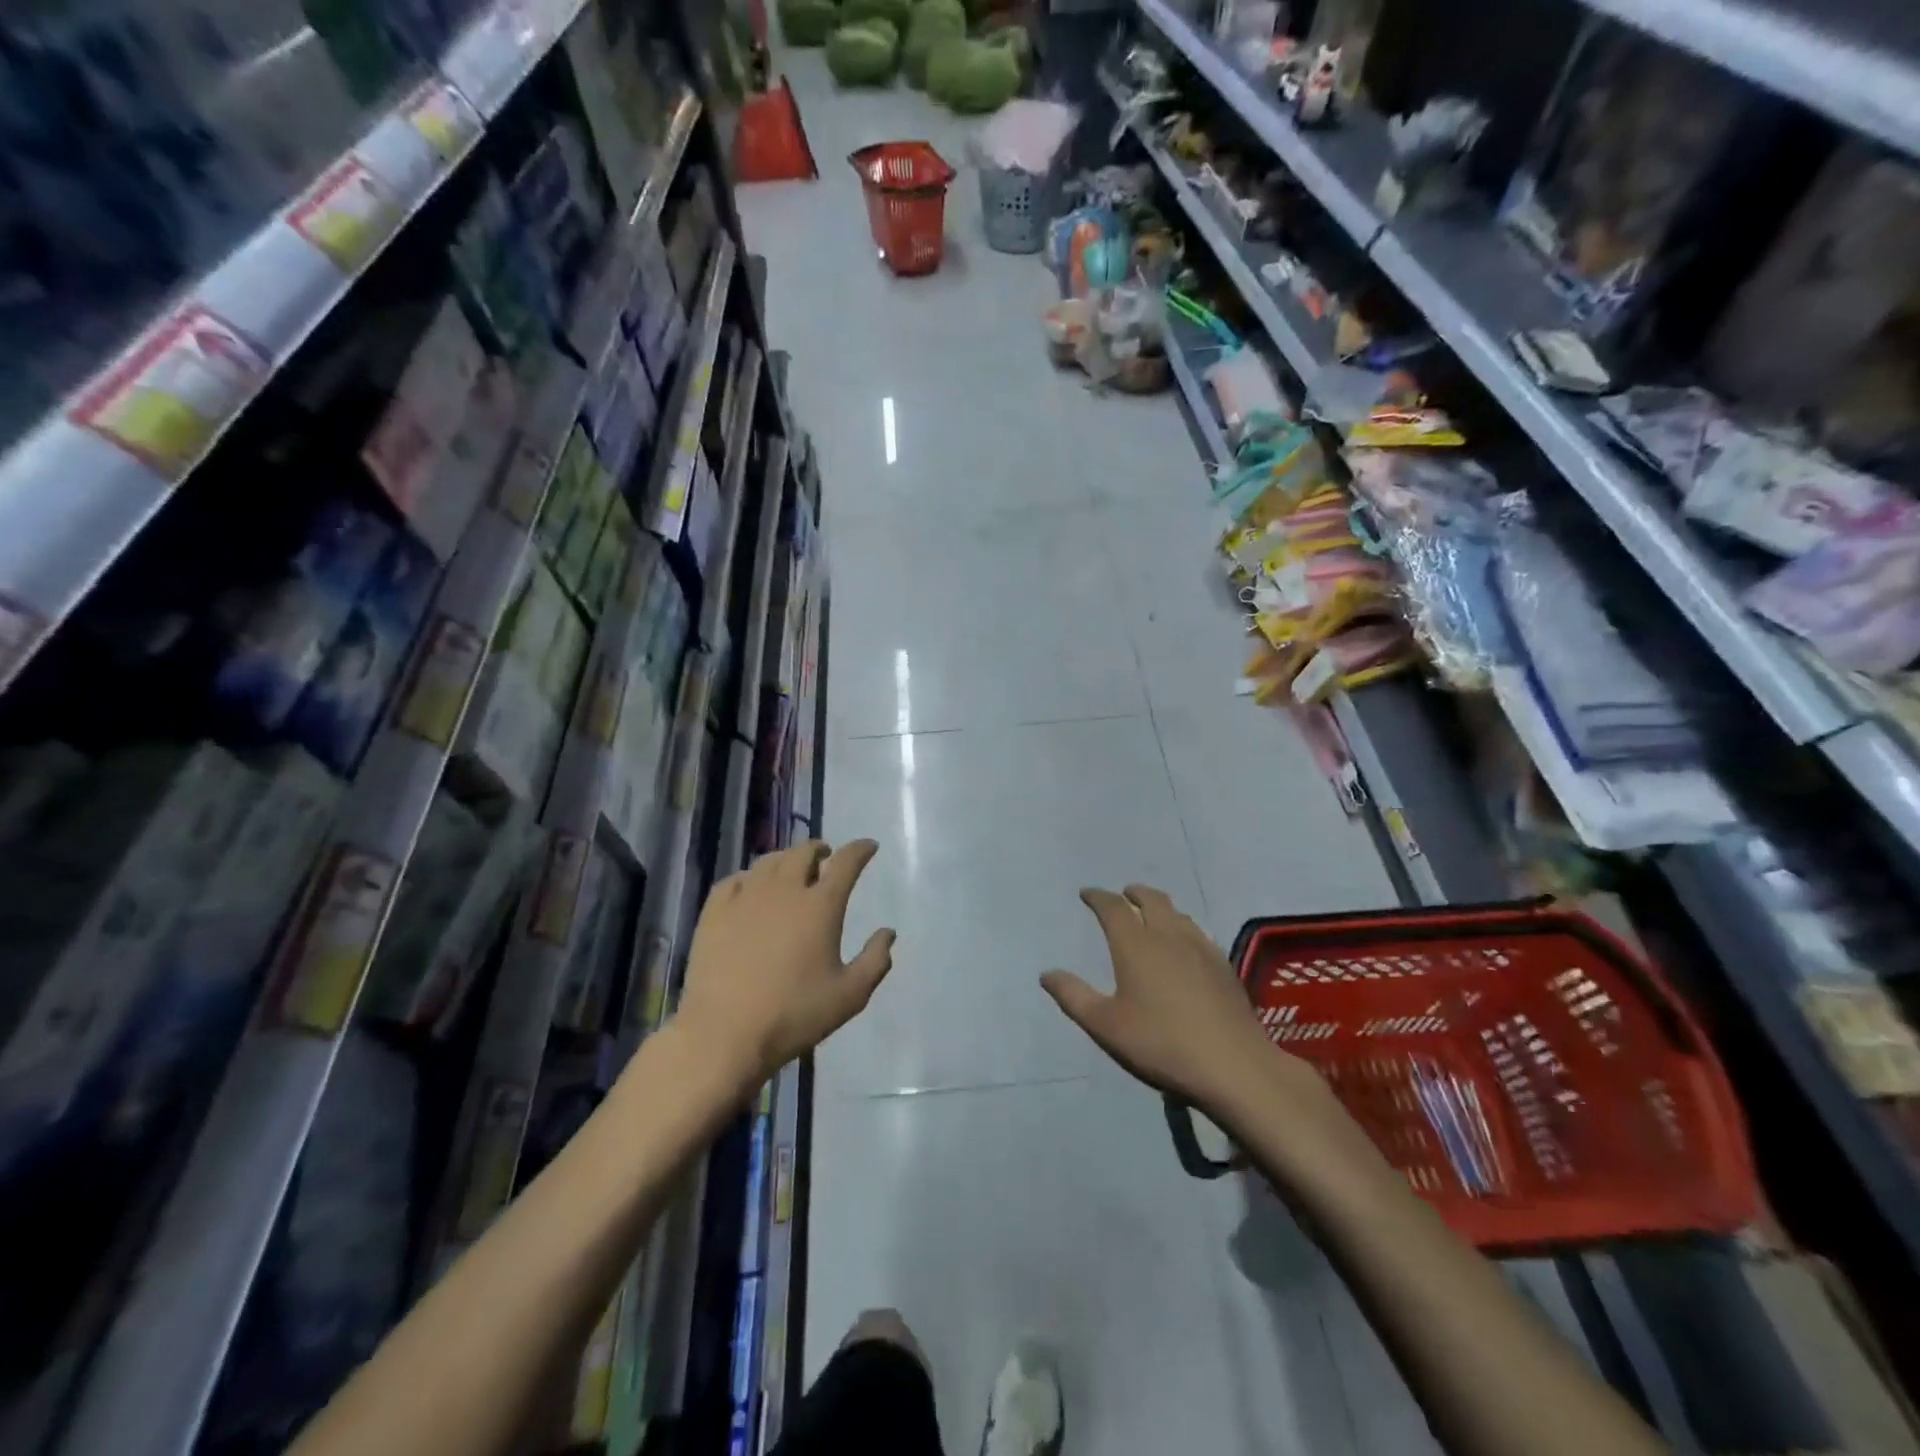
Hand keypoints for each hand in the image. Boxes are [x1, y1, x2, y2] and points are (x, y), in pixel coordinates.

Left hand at [677, 839, 894, 1088]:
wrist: (724, 1034)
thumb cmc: (794, 1014)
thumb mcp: (850, 996)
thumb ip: (875, 961)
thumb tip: (888, 933)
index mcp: (821, 906)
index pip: (846, 862)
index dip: (860, 850)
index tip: (868, 846)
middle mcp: (785, 890)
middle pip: (804, 852)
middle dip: (819, 849)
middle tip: (825, 857)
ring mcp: (745, 898)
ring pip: (769, 862)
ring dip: (786, 860)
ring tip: (790, 870)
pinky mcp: (714, 912)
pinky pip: (734, 880)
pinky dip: (749, 877)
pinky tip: (750, 888)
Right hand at [1042, 885, 1321, 1113]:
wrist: (1233, 1066)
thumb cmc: (1161, 1044)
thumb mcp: (1105, 1026)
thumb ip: (1073, 996)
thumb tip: (1046, 974)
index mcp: (1136, 945)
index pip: (1113, 908)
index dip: (1098, 897)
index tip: (1087, 894)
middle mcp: (1168, 936)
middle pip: (1151, 900)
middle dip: (1133, 893)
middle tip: (1123, 894)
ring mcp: (1201, 948)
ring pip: (1177, 913)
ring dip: (1160, 906)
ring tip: (1152, 913)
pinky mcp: (1223, 966)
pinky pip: (1197, 932)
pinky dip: (1182, 926)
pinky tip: (1185, 944)